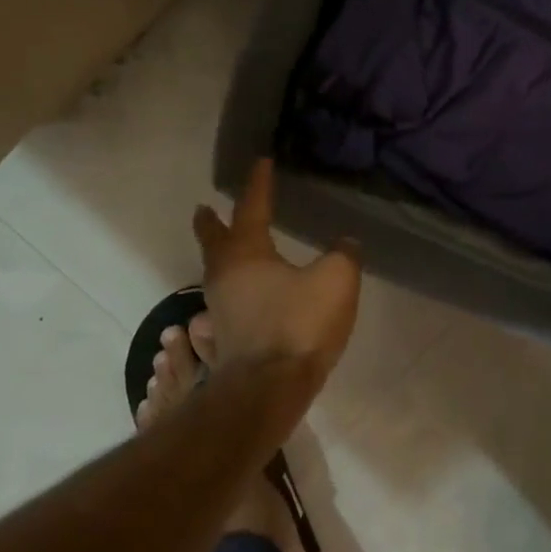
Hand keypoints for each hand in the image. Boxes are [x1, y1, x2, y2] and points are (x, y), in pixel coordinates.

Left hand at [192, 160, 360, 382]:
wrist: (269, 388)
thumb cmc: (299, 325)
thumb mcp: (335, 280)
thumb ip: (342, 256)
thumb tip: (345, 244)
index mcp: (247, 253)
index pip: (251, 207)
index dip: (258, 184)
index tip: (260, 163)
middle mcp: (224, 276)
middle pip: (213, 241)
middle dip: (211, 222)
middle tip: (205, 208)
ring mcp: (219, 309)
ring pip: (215, 273)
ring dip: (220, 257)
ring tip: (230, 251)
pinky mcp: (225, 338)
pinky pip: (223, 303)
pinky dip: (230, 291)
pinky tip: (242, 301)